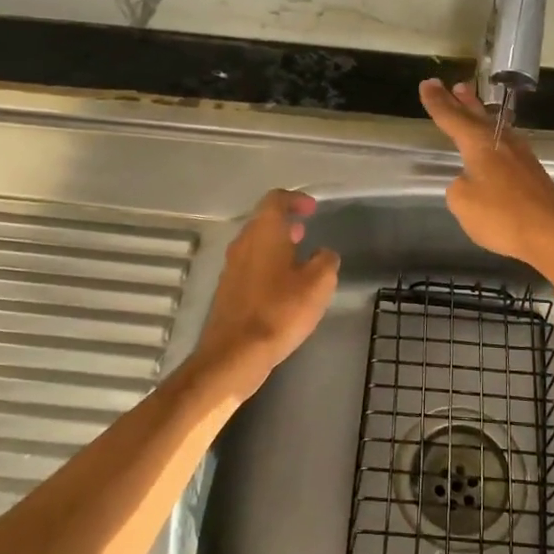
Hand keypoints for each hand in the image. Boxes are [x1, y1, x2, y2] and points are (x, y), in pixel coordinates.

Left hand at [192, 190, 340, 397]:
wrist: (235, 354)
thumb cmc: (280, 311)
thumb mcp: (318, 284)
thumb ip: (326, 261)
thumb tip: (323, 254)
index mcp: (264, 232)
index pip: (276, 199)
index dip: (296, 199)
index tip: (312, 209)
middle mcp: (242, 243)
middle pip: (263, 221)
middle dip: (285, 224)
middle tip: (306, 232)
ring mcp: (231, 267)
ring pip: (256, 245)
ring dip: (276, 246)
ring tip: (298, 260)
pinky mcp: (227, 290)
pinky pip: (250, 267)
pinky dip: (267, 267)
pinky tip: (282, 288)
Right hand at [419, 79, 553, 271]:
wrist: (552, 235)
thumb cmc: (503, 217)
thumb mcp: (463, 203)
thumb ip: (459, 186)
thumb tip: (469, 180)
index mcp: (481, 145)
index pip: (453, 118)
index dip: (438, 102)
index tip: (427, 84)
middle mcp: (502, 143)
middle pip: (477, 116)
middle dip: (461, 102)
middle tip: (453, 85)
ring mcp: (521, 156)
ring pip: (495, 127)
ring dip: (480, 114)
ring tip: (470, 102)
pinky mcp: (532, 172)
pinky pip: (506, 143)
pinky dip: (494, 135)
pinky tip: (495, 141)